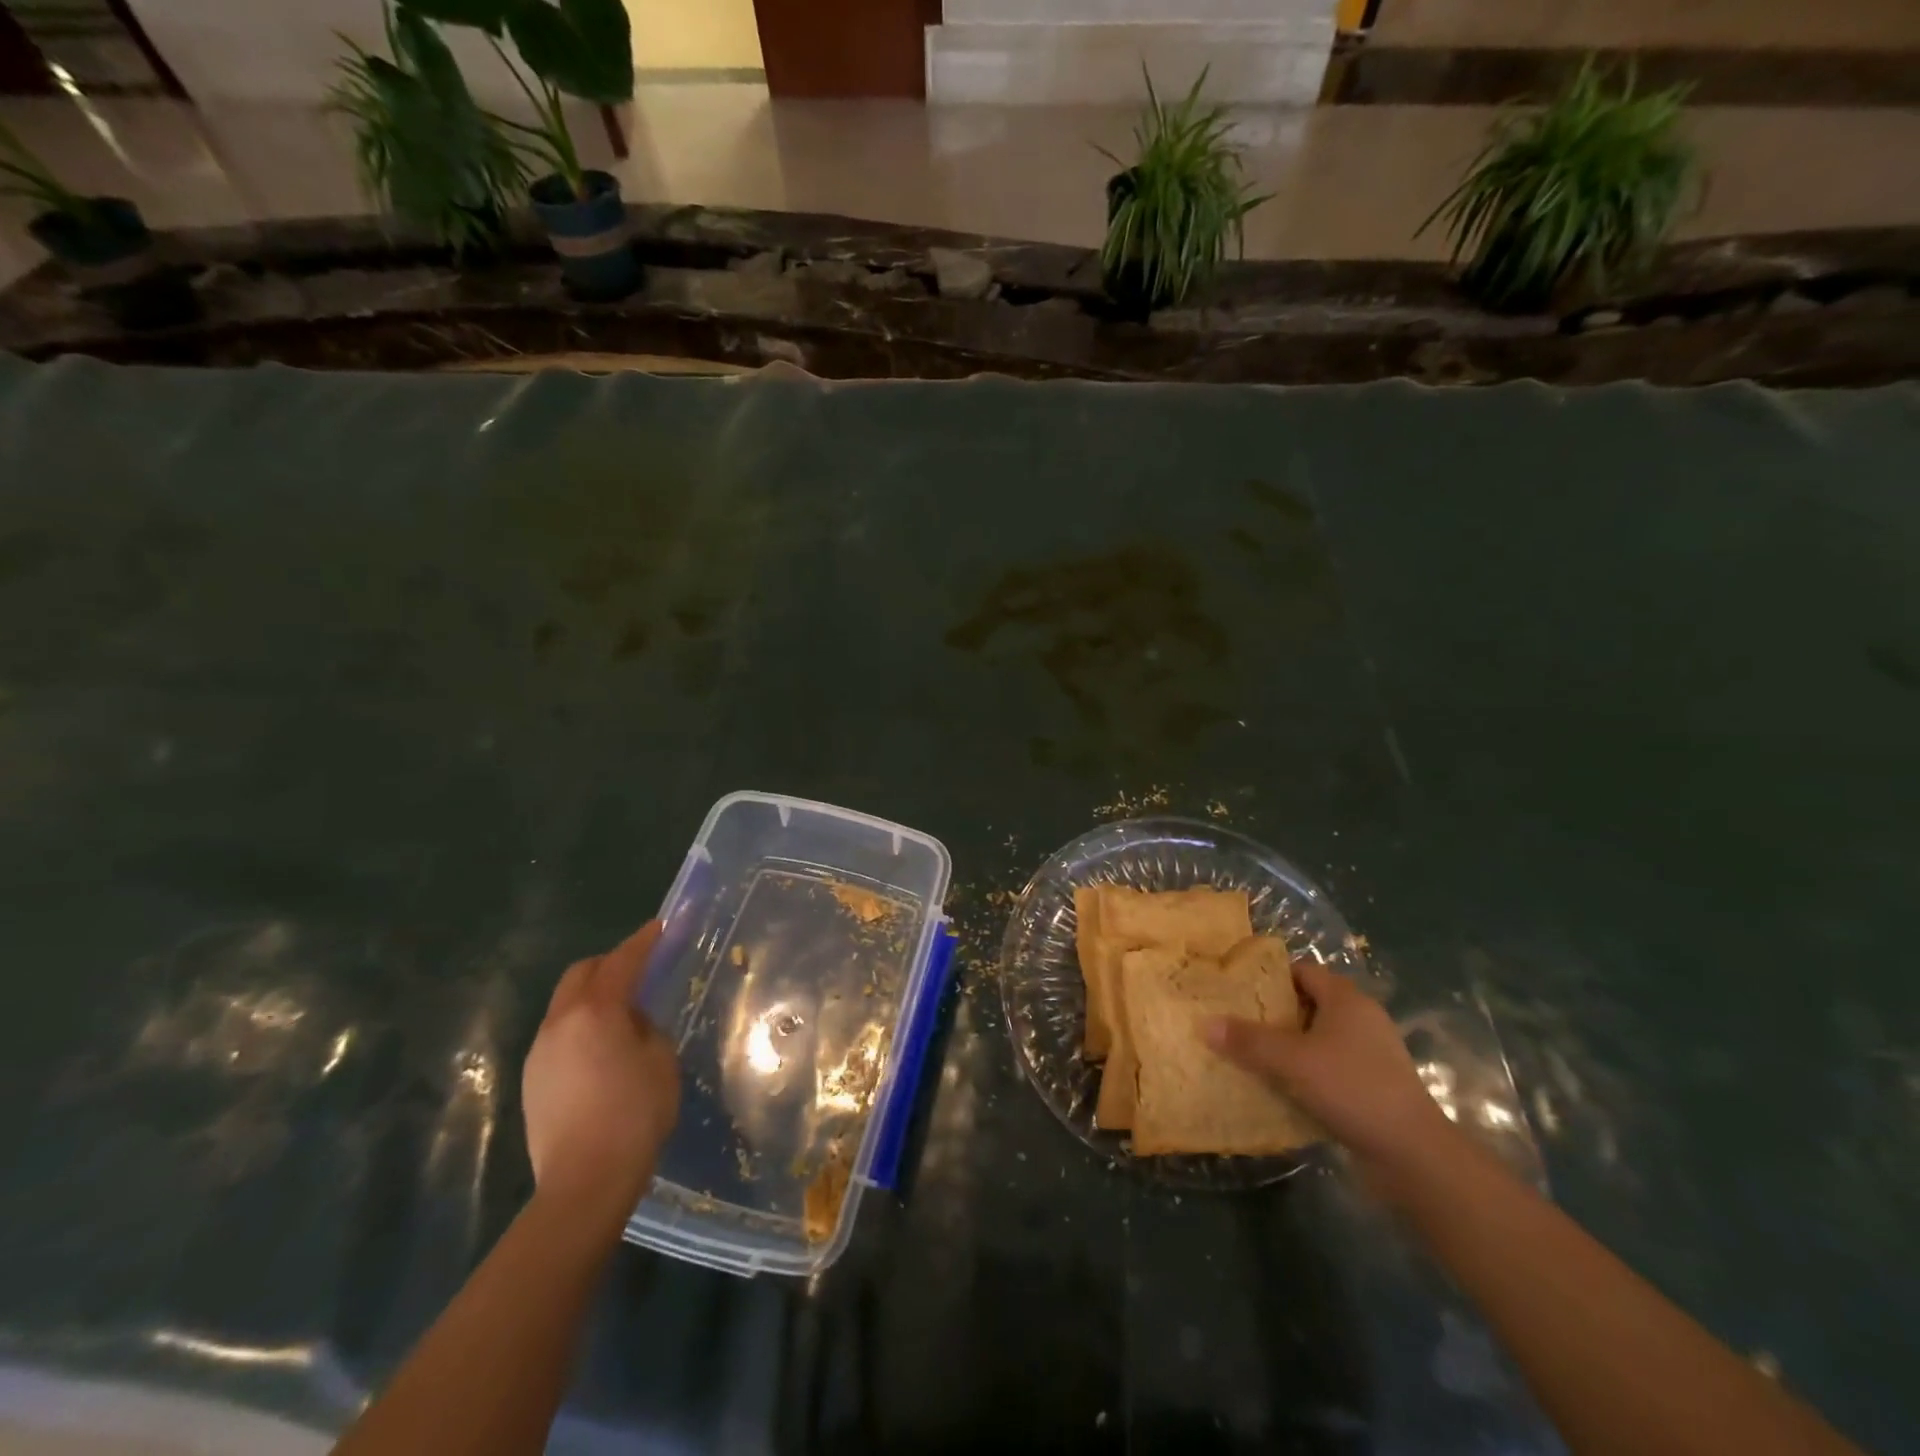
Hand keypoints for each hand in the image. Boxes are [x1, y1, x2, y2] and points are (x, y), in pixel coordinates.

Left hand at [522, 922, 680, 1227]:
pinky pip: (559, 1033)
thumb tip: (631, 1022)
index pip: (622, 962)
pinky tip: (600, 1050)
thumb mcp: (660, 1061)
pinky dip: (581, 1025)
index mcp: (597, 1012)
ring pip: (566, 1004)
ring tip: (621, 1013)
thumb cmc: (635, 1115)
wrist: (584, 1183)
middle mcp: (560, 1022)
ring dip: (593, 996)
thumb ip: (646, 1028)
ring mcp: (540, 1051)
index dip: (643, 942)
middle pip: (582, 974)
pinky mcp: (531, 1079)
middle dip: (610, 964)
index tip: (659, 928)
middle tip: (639, 969)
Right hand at [1206, 958, 1452, 1177]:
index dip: (1269, 977)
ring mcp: (1369, 1056)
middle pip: (1307, 1005)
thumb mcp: (1291, 1060)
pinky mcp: (1371, 1088)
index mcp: (1346, 999)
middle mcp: (1361, 1020)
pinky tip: (1278, 1089)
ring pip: (1316, 1040)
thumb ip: (1247, 1040)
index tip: (1236, 990)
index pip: (1302, 971)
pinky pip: (1328, 1069)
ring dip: (1286, 1048)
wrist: (1413, 1156)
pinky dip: (1304, 1074)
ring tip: (1248, 1056)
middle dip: (1272, 1014)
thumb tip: (1203, 1023)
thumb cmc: (1352, 1088)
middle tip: (1234, 1023)